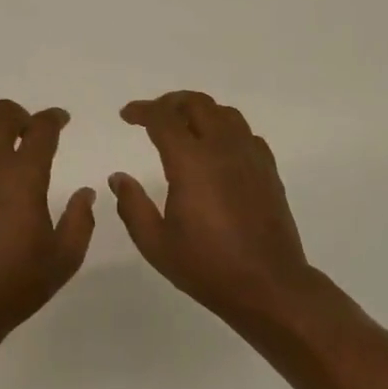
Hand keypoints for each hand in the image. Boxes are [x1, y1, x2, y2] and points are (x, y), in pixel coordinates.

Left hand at [0, 100, 95, 351]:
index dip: (55, 118)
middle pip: (2, 113)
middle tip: (29, 133)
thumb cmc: (16, 282)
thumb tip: (86, 193)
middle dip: (20, 115)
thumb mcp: (65, 258)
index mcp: (25, 175)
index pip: (42, 128)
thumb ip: (80, 221)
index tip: (62, 121)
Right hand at [111, 91, 316, 328]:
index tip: (126, 115)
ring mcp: (250, 156)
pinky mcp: (268, 170)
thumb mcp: (156, 243)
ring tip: (184, 125)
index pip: (163, 118)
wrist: (268, 286)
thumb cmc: (207, 266)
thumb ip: (132, 206)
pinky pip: (246, 133)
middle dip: (170, 102)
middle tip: (152, 115)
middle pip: (196, 104)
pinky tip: (218, 148)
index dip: (142, 110)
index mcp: (191, 161)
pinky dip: (226, 129)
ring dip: (200, 111)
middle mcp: (222, 148)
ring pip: (225, 113)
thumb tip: (118, 178)